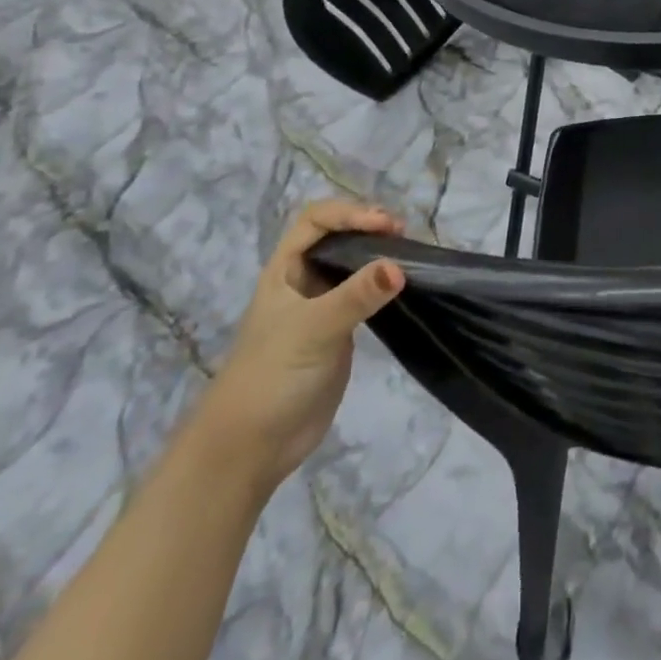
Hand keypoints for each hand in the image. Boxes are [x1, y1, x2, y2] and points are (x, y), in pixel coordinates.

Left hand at [197, 200, 404, 493]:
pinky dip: (383, 284)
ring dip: (378, 254)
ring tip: (410, 254)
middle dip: (368, 227)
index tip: (384, 225)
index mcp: (285, 271)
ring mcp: (321, 307)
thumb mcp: (314, 330)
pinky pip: (363, 295)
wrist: (250, 447)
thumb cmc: (271, 377)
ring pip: (352, 265)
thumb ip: (356, 296)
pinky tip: (403, 286)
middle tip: (402, 235)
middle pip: (336, 237)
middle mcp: (302, 282)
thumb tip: (400, 267)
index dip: (349, 213)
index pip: (316, 220)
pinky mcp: (338, 332)